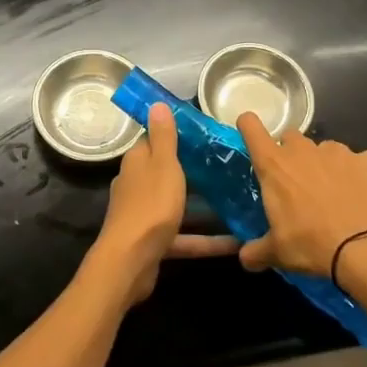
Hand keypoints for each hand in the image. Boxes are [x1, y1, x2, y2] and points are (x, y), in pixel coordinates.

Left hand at [94, 103, 239, 304]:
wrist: (130, 263)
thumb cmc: (150, 207)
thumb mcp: (163, 165)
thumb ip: (163, 137)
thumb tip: (156, 103)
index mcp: (137, 162)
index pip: (153, 140)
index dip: (175, 134)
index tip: (203, 133)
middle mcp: (137, 184)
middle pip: (166, 171)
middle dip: (193, 169)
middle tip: (227, 165)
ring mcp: (145, 215)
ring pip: (177, 204)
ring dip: (202, 205)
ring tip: (236, 200)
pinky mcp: (154, 242)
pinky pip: (184, 236)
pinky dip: (206, 239)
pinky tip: (235, 242)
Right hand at [235, 113, 366, 276]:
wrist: (366, 249)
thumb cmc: (311, 245)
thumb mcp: (277, 253)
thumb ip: (256, 251)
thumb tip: (244, 258)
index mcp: (274, 165)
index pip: (251, 127)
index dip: (248, 127)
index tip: (251, 136)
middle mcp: (303, 149)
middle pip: (290, 139)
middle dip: (291, 156)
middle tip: (297, 185)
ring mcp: (338, 151)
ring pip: (325, 150)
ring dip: (324, 166)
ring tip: (334, 196)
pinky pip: (359, 162)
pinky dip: (359, 174)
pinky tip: (362, 197)